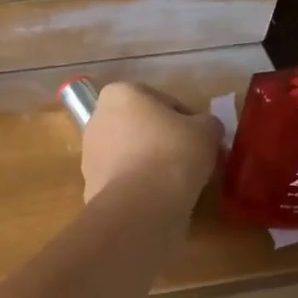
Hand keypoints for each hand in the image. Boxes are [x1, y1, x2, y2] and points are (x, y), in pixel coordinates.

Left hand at [80, 82, 223, 205]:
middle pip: (143, 128)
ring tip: (177, 183)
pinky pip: (124, 181)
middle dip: (164, 141)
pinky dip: (139, 187)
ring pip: (131, 155)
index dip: (189, 121)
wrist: (140, 204)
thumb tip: (205, 130)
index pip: (165, 102)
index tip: (202, 140)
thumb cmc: (173, 153)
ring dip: (151, 164)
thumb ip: (207, 124)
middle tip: (191, 160)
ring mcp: (90, 154)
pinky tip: (159, 199)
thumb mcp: (207, 131)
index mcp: (120, 94)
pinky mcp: (91, 186)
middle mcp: (97, 119)